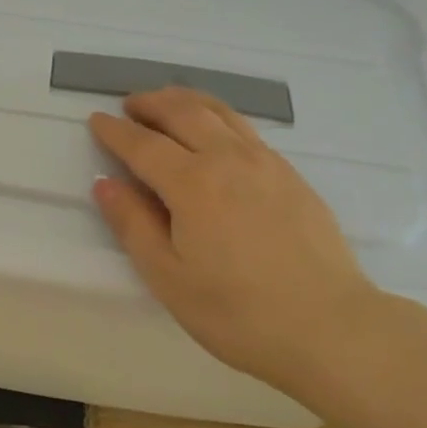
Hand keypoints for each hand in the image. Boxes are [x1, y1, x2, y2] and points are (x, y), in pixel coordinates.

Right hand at [89, 88, 380, 390]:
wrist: (330, 327)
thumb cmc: (238, 312)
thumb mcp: (169, 278)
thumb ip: (133, 225)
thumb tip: (105, 183)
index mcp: (192, 184)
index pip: (143, 144)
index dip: (115, 131)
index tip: (96, 120)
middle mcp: (228, 159)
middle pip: (183, 113)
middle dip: (151, 103)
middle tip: (129, 104)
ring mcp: (266, 163)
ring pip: (220, 113)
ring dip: (186, 101)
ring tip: (167, 102)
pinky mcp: (291, 175)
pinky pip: (246, 129)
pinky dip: (219, 117)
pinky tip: (216, 132)